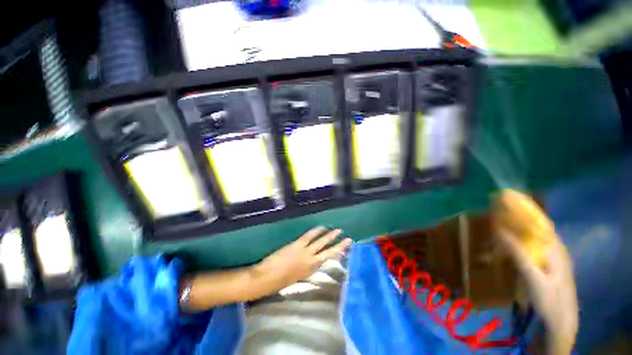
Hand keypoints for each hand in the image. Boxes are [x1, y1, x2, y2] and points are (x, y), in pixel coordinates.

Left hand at [254, 226, 352, 287]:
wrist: (266, 278)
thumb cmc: (278, 281)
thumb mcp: (295, 278)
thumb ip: (303, 269)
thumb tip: (309, 262)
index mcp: (309, 271)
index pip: (325, 261)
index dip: (334, 255)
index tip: (341, 250)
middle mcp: (311, 262)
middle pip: (328, 252)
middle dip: (339, 246)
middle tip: (348, 240)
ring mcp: (305, 252)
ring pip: (321, 242)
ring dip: (330, 236)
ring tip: (338, 231)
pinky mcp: (298, 244)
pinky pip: (309, 236)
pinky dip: (317, 231)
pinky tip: (322, 227)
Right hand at [494, 190, 577, 354]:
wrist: (560, 319)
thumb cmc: (548, 298)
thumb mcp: (533, 276)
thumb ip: (518, 253)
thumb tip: (499, 230)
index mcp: (554, 247)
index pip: (539, 220)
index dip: (523, 207)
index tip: (505, 196)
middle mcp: (554, 247)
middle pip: (535, 224)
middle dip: (517, 212)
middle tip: (496, 203)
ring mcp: (550, 255)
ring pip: (533, 234)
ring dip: (517, 224)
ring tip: (498, 217)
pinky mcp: (545, 263)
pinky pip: (531, 244)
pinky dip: (519, 236)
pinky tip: (509, 238)